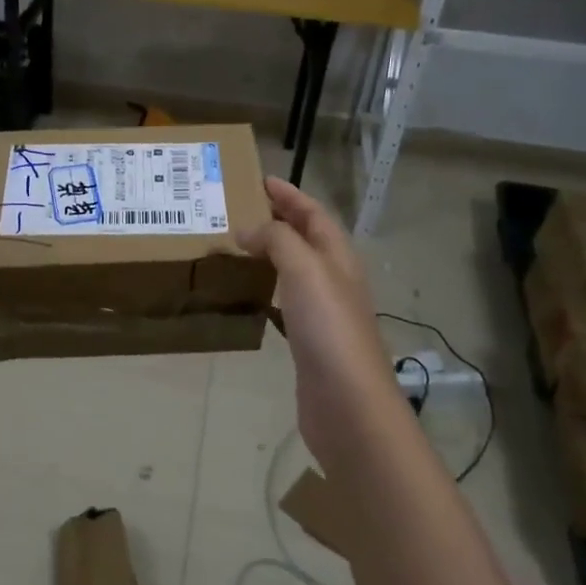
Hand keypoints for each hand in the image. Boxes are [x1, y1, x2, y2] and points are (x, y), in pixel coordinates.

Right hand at [242, 178, 406, 465]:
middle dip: (278, 219)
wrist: (347, 404)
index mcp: (338, 257)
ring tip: (238, 245)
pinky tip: (250, 294)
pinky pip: (286, 300)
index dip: (289, 195)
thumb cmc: (329, 329)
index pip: (314, 214)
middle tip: (240, 209)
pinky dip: (268, 287)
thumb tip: (248, 230)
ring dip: (271, 252)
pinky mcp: (310, 341)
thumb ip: (277, 241)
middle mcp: (334, 280)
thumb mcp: (305, 270)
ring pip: (295, 269)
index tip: (259, 179)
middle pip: (307, 239)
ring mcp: (324, 312)